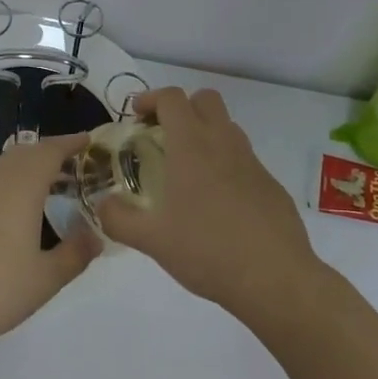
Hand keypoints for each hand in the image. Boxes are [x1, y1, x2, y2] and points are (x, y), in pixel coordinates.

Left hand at [0, 132, 100, 354]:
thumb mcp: (45, 279)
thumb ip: (74, 255)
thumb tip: (95, 236)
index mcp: (20, 188)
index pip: (49, 152)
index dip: (70, 143)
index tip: (88, 140)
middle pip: (24, 153)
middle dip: (49, 153)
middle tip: (73, 165)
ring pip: (4, 168)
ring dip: (27, 169)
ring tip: (48, 190)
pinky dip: (9, 187)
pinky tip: (13, 215)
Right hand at [96, 88, 316, 319]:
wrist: (276, 280)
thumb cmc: (208, 251)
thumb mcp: (152, 240)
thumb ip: (118, 219)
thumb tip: (101, 205)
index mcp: (192, 146)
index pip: (172, 98)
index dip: (151, 98)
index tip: (136, 115)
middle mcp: (223, 143)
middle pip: (205, 99)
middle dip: (182, 107)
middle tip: (163, 134)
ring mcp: (252, 163)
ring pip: (228, 127)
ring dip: (206, 133)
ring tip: (188, 168)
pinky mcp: (271, 185)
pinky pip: (244, 160)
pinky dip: (227, 165)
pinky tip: (218, 202)